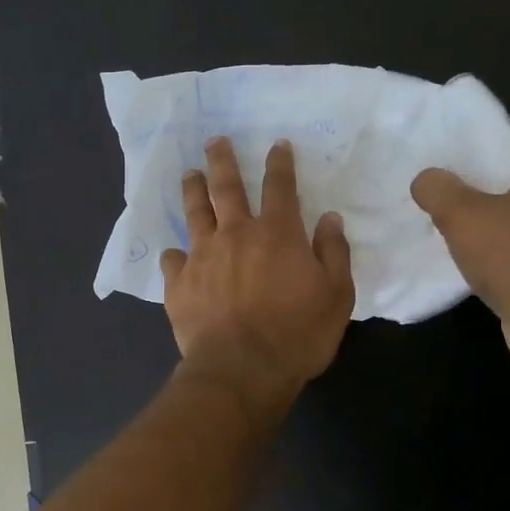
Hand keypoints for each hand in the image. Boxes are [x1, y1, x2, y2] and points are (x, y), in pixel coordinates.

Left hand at [161, 137, 354, 405]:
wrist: (241, 369)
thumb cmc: (297, 335)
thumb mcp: (336, 295)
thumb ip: (333, 253)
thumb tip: (329, 218)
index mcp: (277, 233)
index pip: (280, 186)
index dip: (279, 162)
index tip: (276, 144)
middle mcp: (235, 234)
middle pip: (226, 187)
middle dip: (222, 160)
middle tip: (215, 141)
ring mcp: (202, 256)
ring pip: (195, 213)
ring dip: (193, 190)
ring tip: (189, 174)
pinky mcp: (178, 283)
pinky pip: (173, 260)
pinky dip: (175, 254)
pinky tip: (174, 254)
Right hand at [411, 130, 509, 365]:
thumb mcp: (462, 215)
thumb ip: (438, 189)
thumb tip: (426, 179)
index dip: (479, 134)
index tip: (445, 138)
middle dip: (473, 173)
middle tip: (433, 172)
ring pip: (508, 209)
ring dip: (478, 209)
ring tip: (437, 207)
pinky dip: (485, 239)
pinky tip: (455, 244)